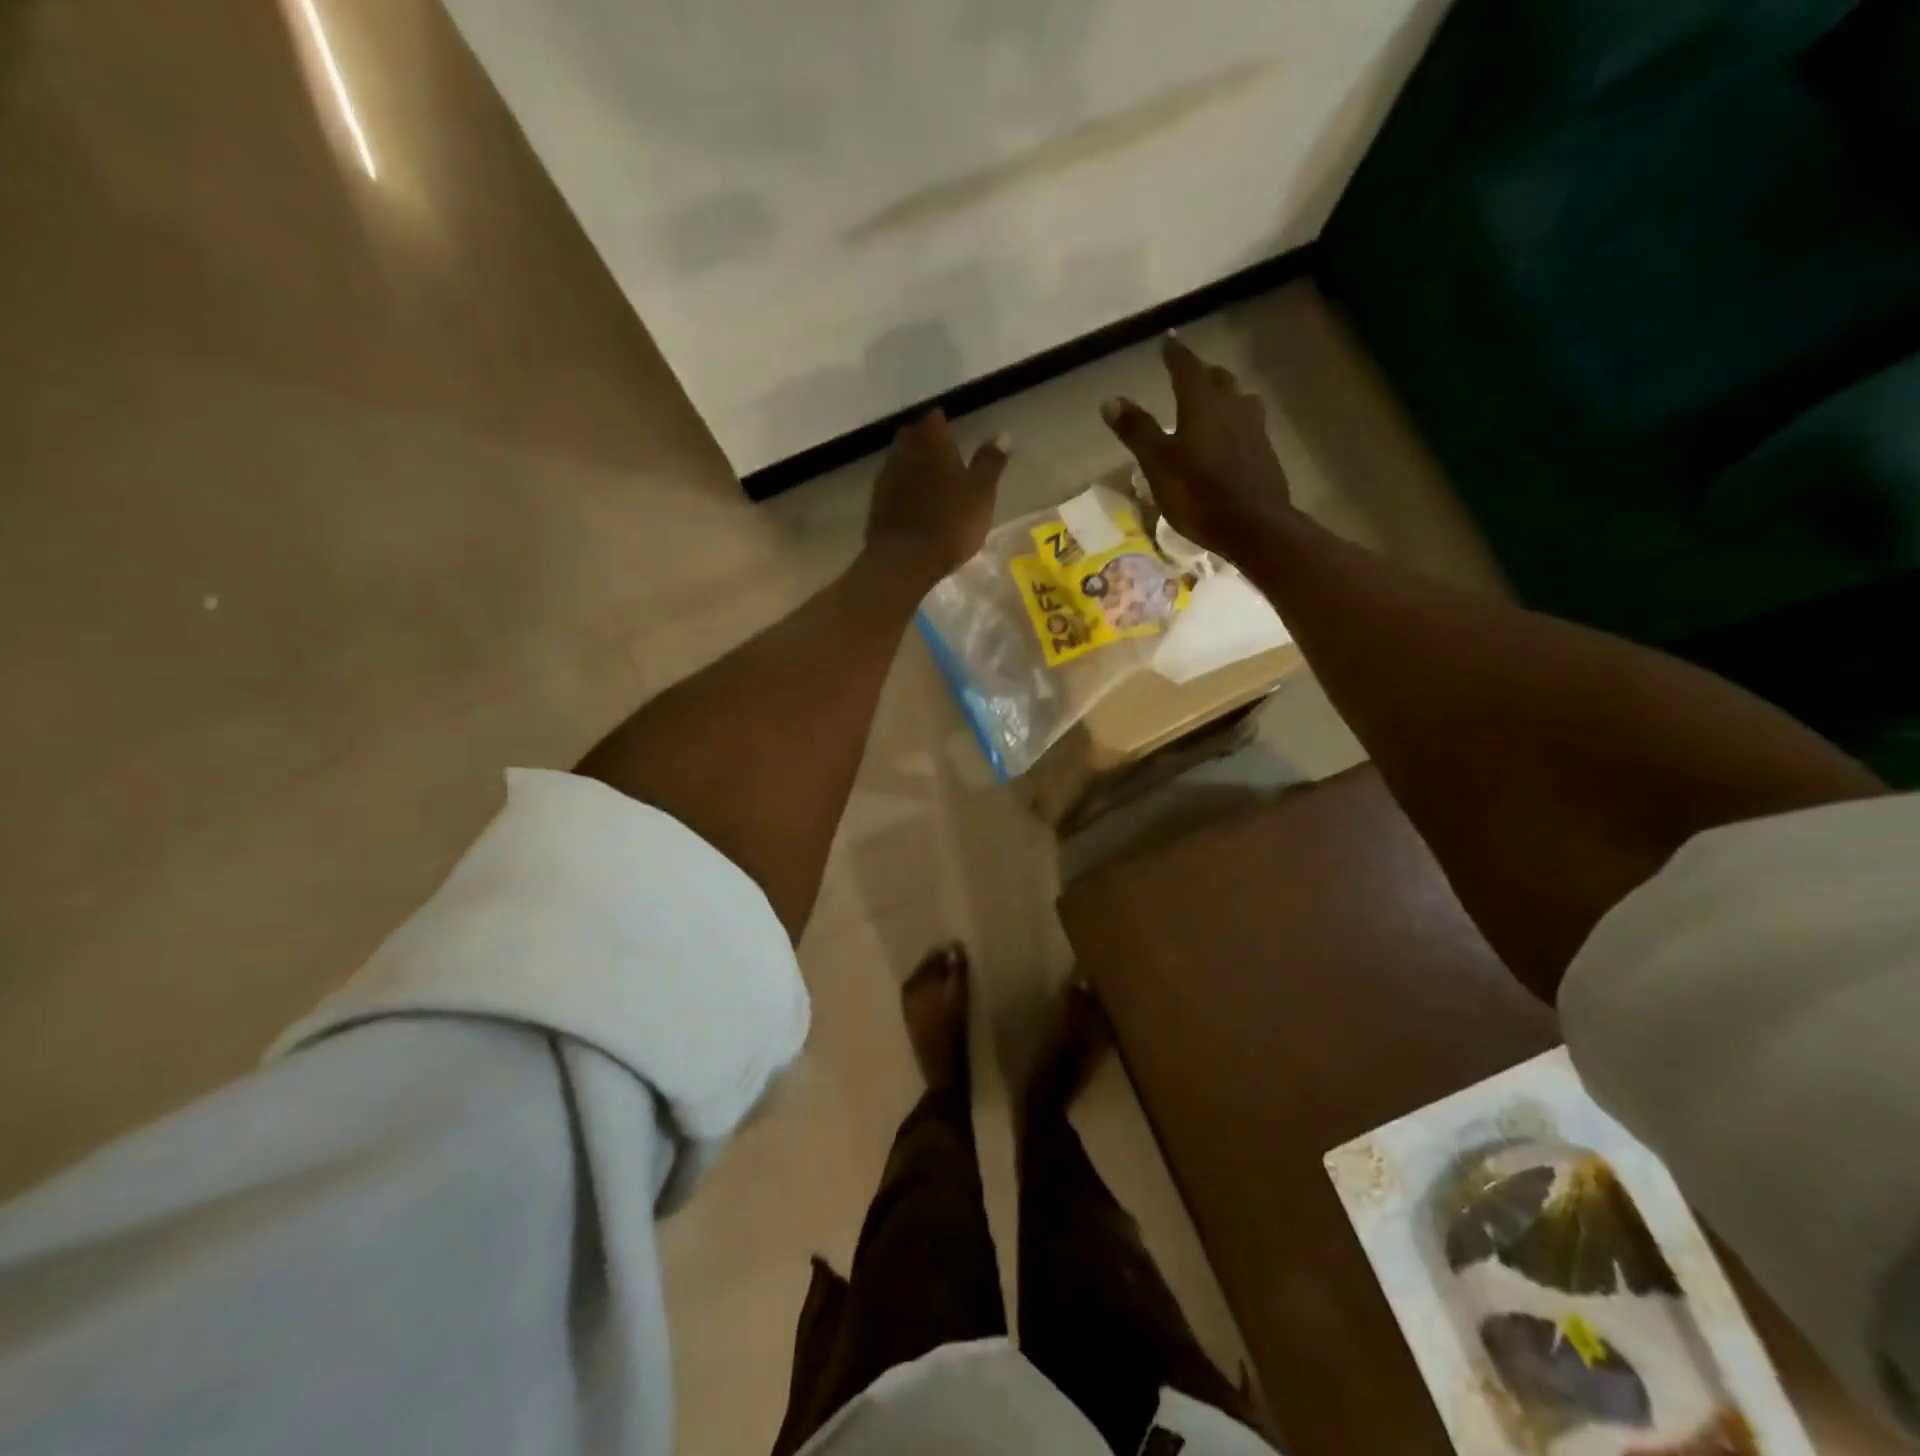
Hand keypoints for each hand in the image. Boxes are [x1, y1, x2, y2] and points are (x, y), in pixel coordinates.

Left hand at [865, 410, 1008, 580]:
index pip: (935, 418)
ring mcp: (886, 478)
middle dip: (926, 443)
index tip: (955, 436)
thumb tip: (1003, 434)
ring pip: (901, 462)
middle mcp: (904, 451)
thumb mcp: (981, 492)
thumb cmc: (950, 521)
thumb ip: (990, 462)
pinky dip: (904, 490)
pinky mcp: (876, 504)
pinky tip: (915, 506)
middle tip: (944, 457)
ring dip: (914, 467)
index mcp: (931, 441)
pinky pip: (893, 488)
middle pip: (913, 437)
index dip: (945, 425)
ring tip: (931, 483)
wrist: (904, 560)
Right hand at [1100, 336, 1294, 560]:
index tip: (1168, 340)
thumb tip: (1110, 399)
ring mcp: (1254, 428)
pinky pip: (1249, 424)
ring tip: (1213, 402)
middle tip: (1189, 372)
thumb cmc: (1198, 494)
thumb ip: (1136, 430)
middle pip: (1218, 379)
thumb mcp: (1157, 464)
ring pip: (1239, 399)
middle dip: (1202, 372)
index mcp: (1202, 404)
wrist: (1254, 525)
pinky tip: (1231, 437)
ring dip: (1224, 395)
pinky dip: (1236, 421)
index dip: (1175, 353)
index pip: (1186, 368)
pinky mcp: (1265, 452)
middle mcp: (1232, 406)